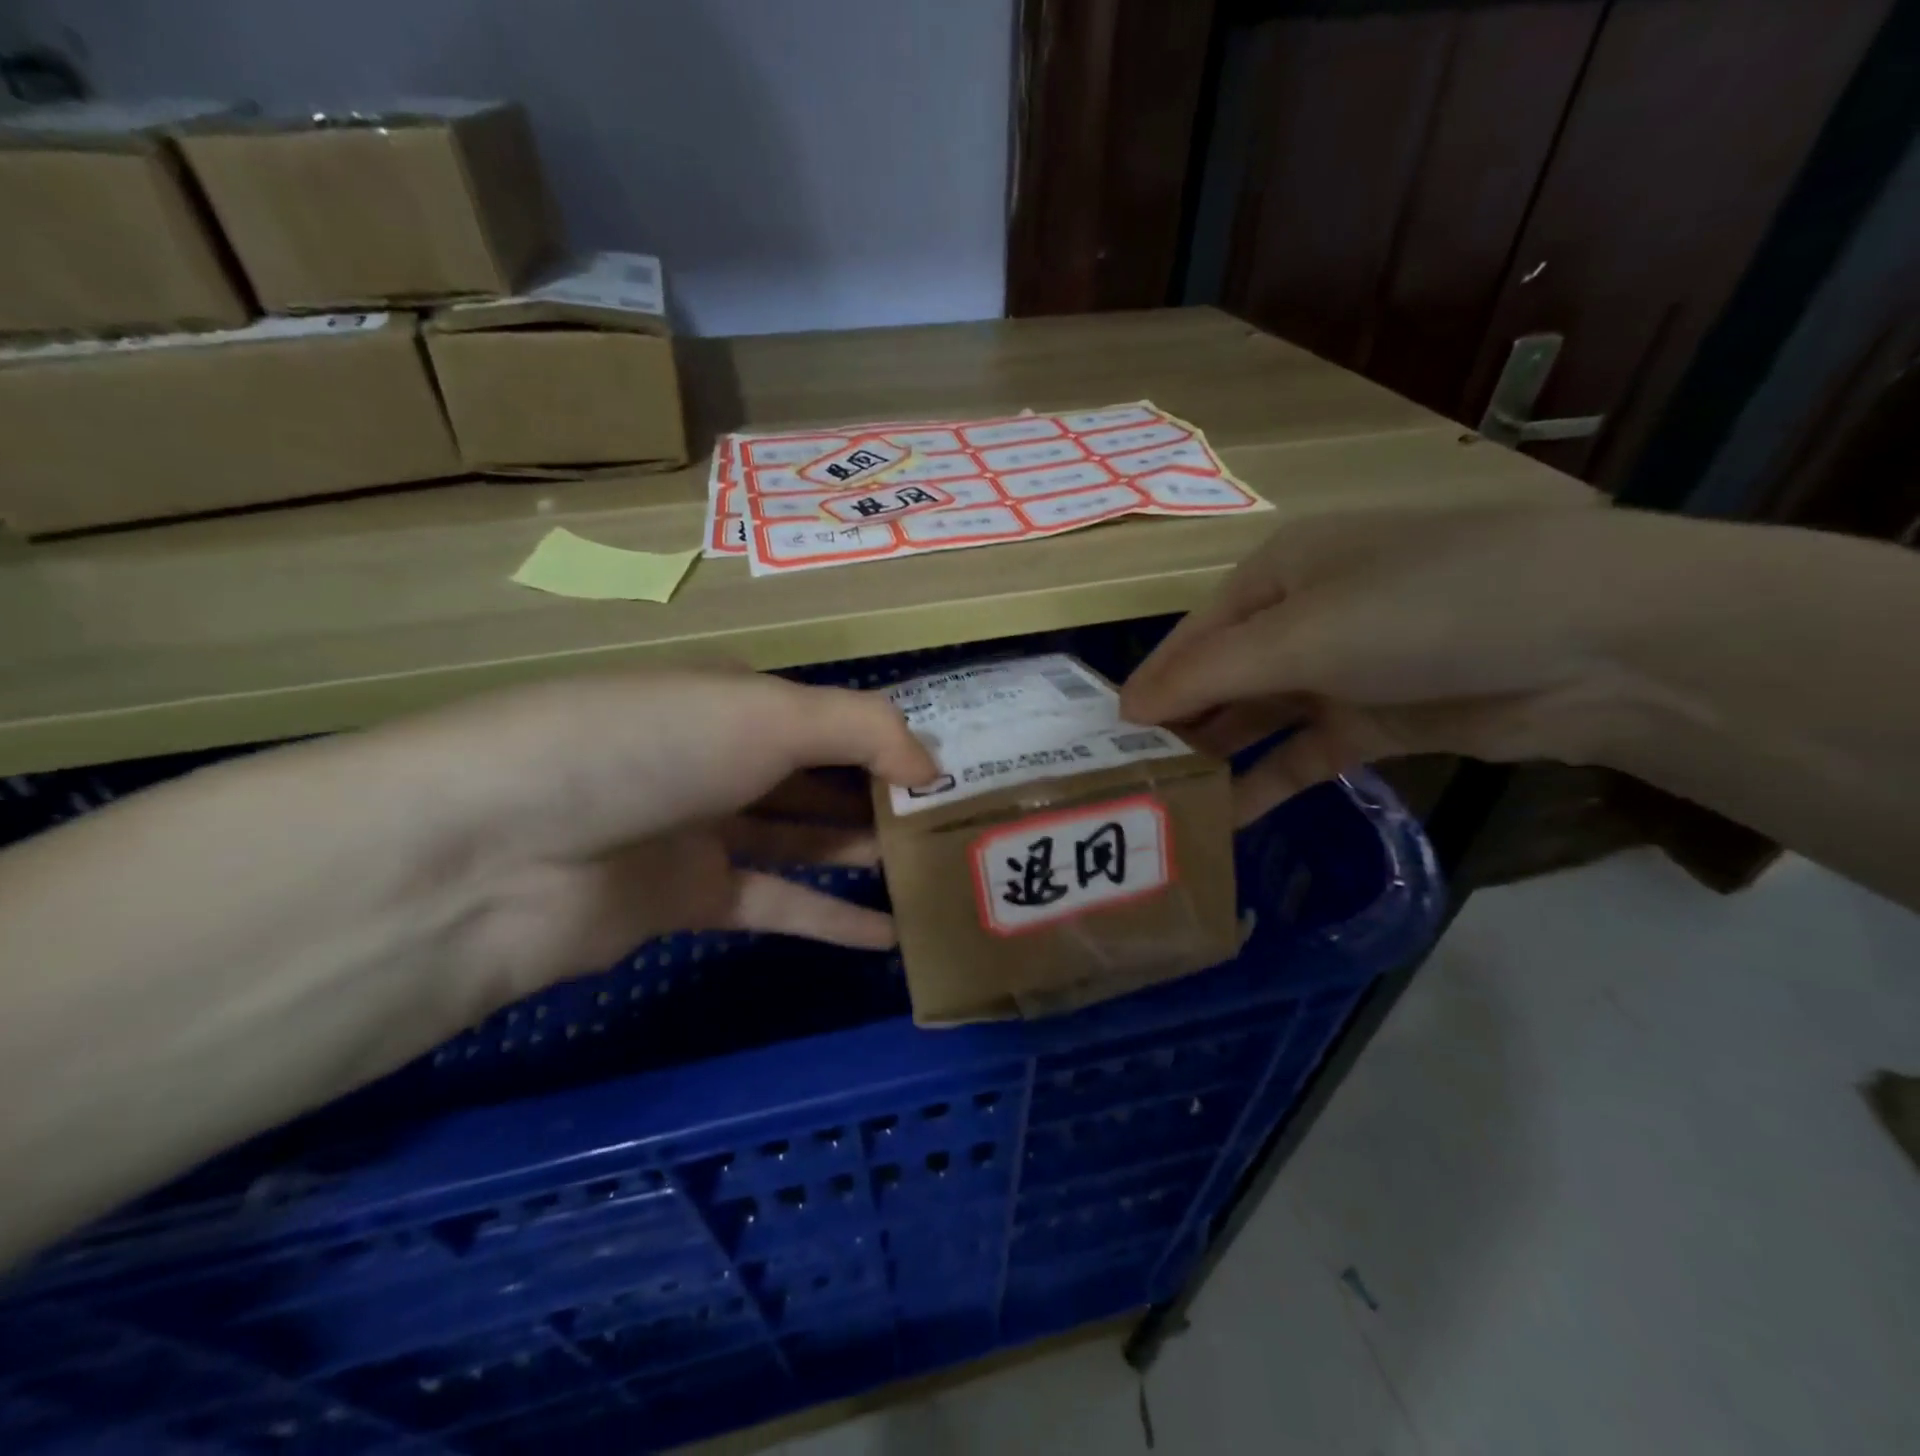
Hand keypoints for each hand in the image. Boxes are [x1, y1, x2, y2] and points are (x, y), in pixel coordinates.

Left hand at [0, 670, 935, 1261]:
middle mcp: (719, 758)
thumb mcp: (766, 712)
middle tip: (958, 830)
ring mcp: (702, 830)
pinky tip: (887, 939)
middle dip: (887, 800)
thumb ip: (864, 730)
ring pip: (803, 841)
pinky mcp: (685, 900)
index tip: (956, 771)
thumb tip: (933, 767)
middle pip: (821, 778)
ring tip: (935, 878)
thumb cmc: (646, 747)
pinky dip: (829, 920)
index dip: (893, 741)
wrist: (497, 853)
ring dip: (865, 857)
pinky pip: (775, 904)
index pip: (832, 717)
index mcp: (734, 699)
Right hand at [1119, 505, 1648, 822]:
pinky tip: (1229, 821)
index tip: (1101, 745)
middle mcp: (1303, 615)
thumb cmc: (1422, 611)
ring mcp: (1344, 668)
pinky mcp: (1380, 718)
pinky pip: (1304, 753)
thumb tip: (1125, 710)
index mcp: (1276, 574)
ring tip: (1167, 808)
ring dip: (1219, 759)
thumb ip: (1206, 676)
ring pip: (1260, 719)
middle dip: (1177, 728)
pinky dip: (1269, 783)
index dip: (1149, 689)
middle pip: (1221, 678)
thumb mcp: (1299, 635)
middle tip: (1127, 785)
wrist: (1597, 644)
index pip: (1191, 638)